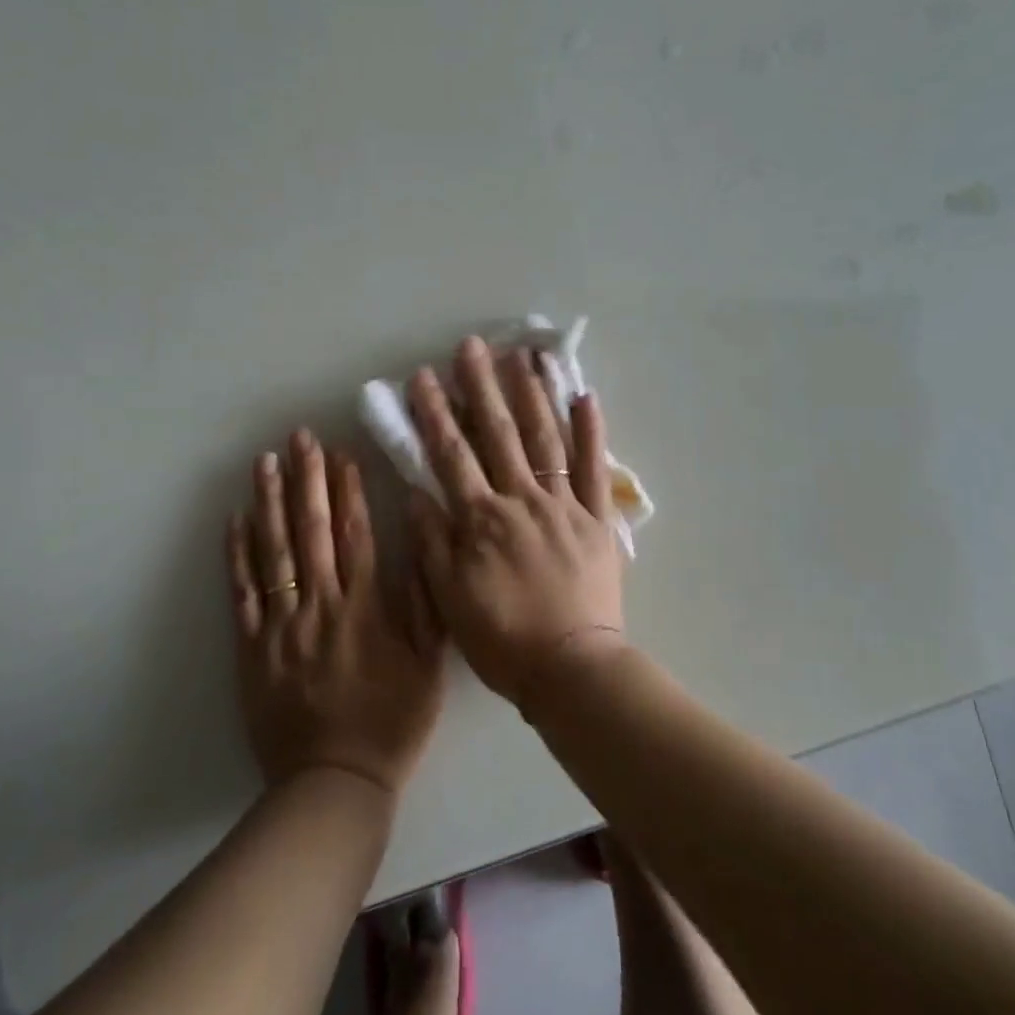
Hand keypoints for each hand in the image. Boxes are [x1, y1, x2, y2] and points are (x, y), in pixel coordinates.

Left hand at [227, 430, 442, 795]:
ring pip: (274, 552)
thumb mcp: (429, 665)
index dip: (347, 490)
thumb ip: (425, 603)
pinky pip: (243, 593)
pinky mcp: (252, 648)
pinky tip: (235, 520)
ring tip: (265, 462)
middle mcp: (321, 605)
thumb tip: (418, 546)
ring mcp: (281, 625)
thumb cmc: (391, 721)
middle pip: (310, 531)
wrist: (334, 781)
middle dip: (306, 480)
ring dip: (269, 502)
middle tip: (299, 438)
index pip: (354, 534)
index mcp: (365, 608)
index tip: (341, 453)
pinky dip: (238, 554)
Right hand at [406, 337, 626, 708]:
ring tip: (523, 356)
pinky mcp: (597, 518)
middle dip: (481, 387)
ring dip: (532, 394)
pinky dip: (591, 432)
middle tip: (472, 346)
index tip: (423, 377)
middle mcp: (522, 499)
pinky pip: (593, 468)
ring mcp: (564, 505)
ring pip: (545, 439)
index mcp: (482, 519)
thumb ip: (433, 541)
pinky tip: (584, 396)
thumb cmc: (503, 639)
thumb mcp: (450, 596)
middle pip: (498, 434)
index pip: (452, 455)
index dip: (435, 414)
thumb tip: (418, 491)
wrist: (570, 668)